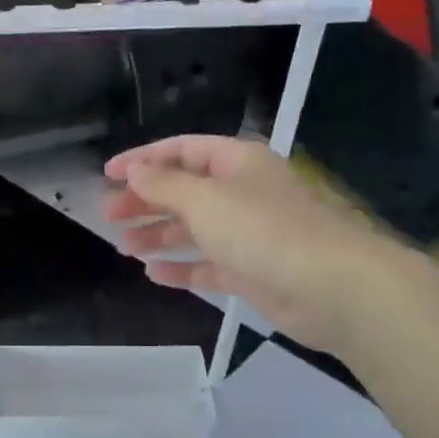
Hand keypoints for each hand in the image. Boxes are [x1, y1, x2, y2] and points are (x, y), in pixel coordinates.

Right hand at [103, 135, 393, 355]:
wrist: (330, 287)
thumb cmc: (263, 230)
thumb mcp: (204, 200)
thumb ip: (164, 185)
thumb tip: (135, 172)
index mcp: (237, 163)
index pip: (182, 151)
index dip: (143, 159)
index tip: (108, 174)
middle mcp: (242, 193)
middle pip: (184, 190)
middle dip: (145, 201)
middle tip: (108, 215)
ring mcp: (247, 233)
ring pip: (193, 228)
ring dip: (158, 234)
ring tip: (125, 246)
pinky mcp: (250, 270)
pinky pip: (207, 264)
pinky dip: (180, 267)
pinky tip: (153, 274)